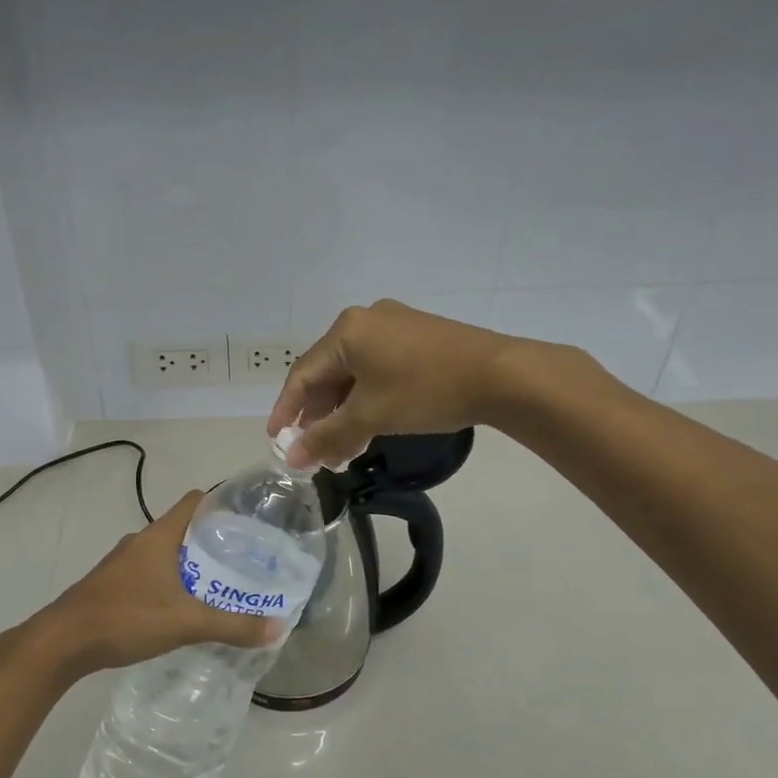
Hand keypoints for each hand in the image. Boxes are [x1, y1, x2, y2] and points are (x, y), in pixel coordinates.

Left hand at [24, 490, 280, 680]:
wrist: (62, 642)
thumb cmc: (126, 617)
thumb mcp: (186, 623)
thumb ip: (232, 625)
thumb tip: (276, 627)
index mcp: (159, 536)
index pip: (194, 501)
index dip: (221, 503)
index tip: (248, 520)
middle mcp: (140, 542)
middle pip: (183, 529)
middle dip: (212, 541)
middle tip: (243, 560)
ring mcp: (122, 563)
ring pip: (165, 553)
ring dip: (190, 565)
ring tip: (219, 585)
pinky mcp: (111, 585)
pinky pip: (149, 573)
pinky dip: (169, 582)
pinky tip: (181, 608)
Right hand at [267, 300, 517, 469]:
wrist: (500, 375)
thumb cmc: (426, 390)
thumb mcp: (371, 416)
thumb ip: (328, 436)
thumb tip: (293, 458)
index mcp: (347, 330)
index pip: (303, 373)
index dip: (287, 409)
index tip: (277, 440)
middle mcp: (365, 319)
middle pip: (328, 372)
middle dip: (319, 415)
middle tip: (316, 450)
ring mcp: (394, 325)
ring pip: (354, 372)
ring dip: (344, 410)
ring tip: (343, 447)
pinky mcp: (416, 336)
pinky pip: (377, 367)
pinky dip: (367, 397)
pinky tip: (369, 424)